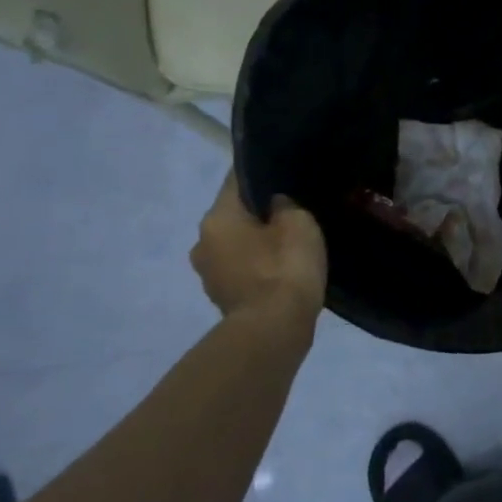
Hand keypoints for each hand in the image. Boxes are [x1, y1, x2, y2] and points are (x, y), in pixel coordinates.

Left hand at [190, 175, 327, 323]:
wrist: (274, 328)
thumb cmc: (285, 267)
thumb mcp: (299, 224)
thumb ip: (286, 206)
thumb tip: (275, 205)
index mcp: (217, 218)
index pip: (237, 182)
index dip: (260, 174)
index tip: (283, 172)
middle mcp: (202, 242)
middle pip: (234, 215)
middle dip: (259, 213)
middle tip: (292, 212)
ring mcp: (208, 273)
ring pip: (236, 243)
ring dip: (257, 242)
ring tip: (290, 243)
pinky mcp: (222, 296)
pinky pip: (242, 268)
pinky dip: (259, 265)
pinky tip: (283, 268)